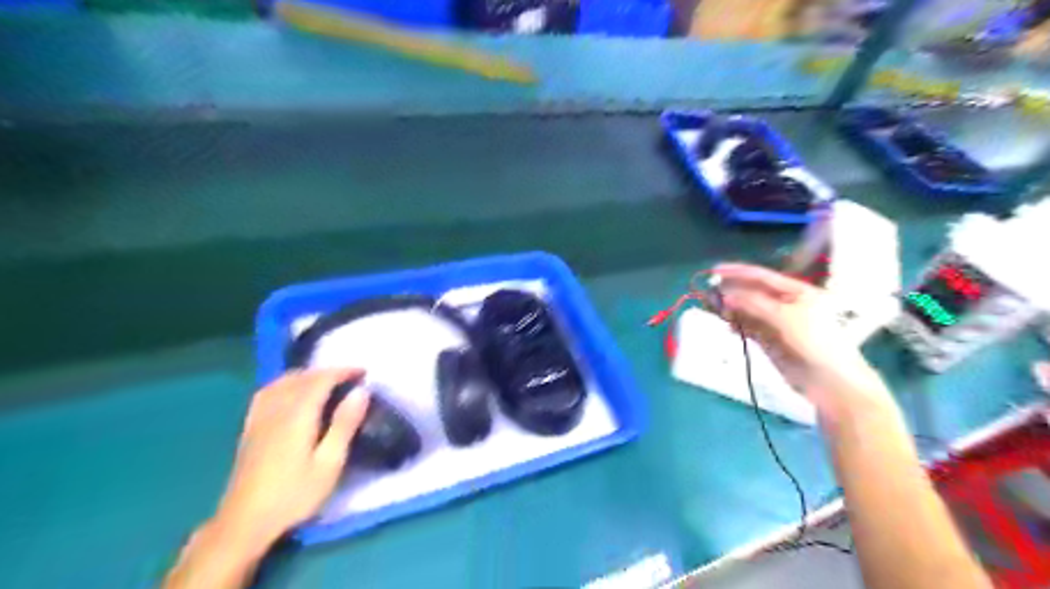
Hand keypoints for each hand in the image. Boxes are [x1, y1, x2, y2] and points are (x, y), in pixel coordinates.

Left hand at [212, 371, 368, 549]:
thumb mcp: (330, 463)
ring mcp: (259, 418)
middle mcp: (276, 409)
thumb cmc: (294, 495)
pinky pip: (268, 392)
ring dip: (307, 375)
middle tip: (350, 378)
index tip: (364, 372)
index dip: (343, 371)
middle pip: (301, 377)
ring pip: (283, 382)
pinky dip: (286, 383)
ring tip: (325, 382)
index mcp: (298, 415)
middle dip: (327, 372)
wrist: (244, 523)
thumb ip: (345, 424)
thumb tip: (361, 392)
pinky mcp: (250, 428)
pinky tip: (291, 392)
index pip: (321, 380)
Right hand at [714, 264, 892, 425]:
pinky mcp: (770, 341)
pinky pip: (749, 327)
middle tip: (710, 292)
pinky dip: (738, 324)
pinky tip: (728, 325)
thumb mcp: (785, 316)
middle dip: (732, 291)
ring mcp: (778, 323)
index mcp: (798, 291)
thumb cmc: (815, 341)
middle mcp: (787, 304)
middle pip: (753, 292)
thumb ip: (754, 303)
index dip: (739, 272)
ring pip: (748, 310)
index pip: (763, 276)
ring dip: (732, 308)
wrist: (830, 382)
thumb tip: (726, 295)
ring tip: (716, 309)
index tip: (715, 269)